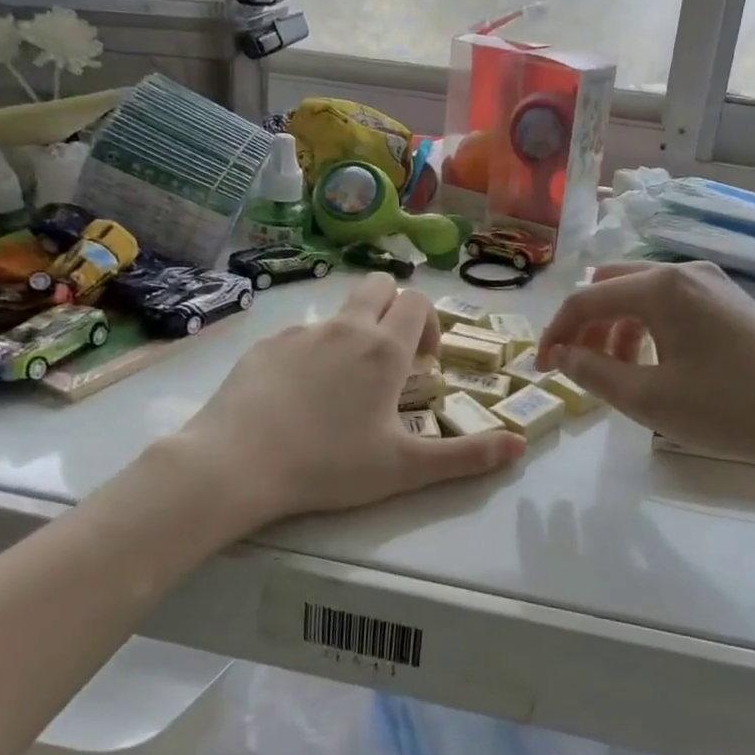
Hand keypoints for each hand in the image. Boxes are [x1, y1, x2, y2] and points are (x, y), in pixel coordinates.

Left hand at [164, 275, 524, 530]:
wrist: (235, 464)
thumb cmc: (329, 465)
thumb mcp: (404, 468)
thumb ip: (466, 456)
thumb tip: (519, 446)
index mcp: (384, 349)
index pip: (418, 303)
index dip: (430, 325)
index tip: (424, 364)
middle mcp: (346, 328)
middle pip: (380, 285)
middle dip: (395, 308)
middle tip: (392, 357)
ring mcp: (301, 332)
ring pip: (339, 311)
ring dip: (354, 331)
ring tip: (343, 385)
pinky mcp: (264, 345)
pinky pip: (300, 334)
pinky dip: (312, 351)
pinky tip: (298, 397)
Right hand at [538, 261, 754, 471]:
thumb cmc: (731, 409)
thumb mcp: (650, 399)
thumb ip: (594, 373)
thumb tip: (560, 354)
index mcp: (661, 286)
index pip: (586, 299)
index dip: (555, 333)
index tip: (540, 370)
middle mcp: (684, 271)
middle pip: (612, 286)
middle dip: (586, 325)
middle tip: (578, 368)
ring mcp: (712, 283)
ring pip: (642, 295)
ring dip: (616, 328)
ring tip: (616, 373)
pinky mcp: (731, 301)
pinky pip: (671, 304)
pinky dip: (648, 328)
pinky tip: (655, 365)